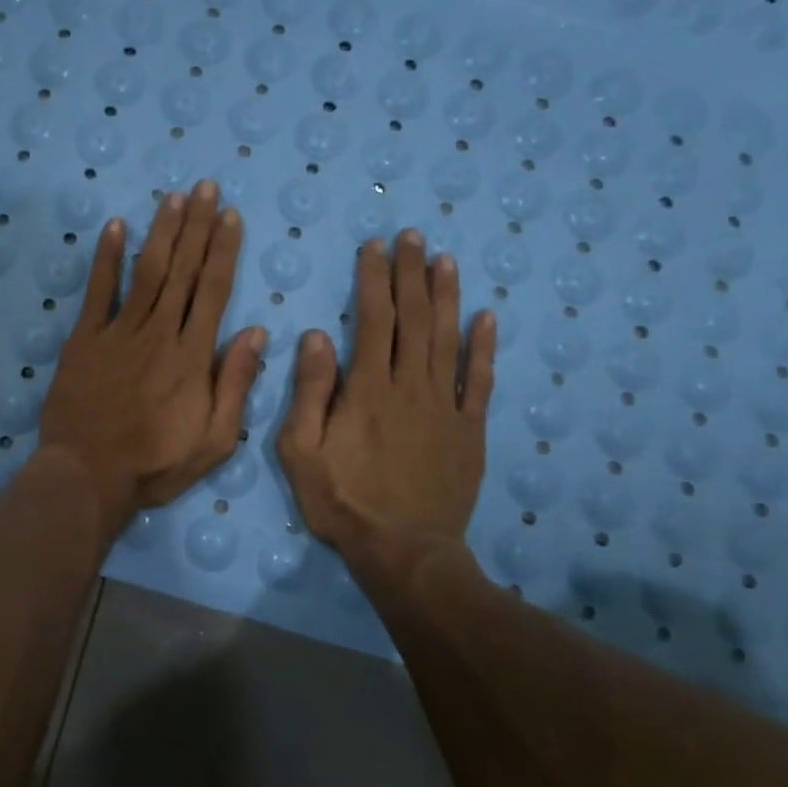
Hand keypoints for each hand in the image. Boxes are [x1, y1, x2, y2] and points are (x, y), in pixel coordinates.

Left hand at [39, 181, 266, 537]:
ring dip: (161, 231)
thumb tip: (258, 334)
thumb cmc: (155, 464)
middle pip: (182, 270)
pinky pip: (98, 291)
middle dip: (197, 226)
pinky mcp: (85, 339)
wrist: (87, 475)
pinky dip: (105, 258)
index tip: (230, 216)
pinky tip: (114, 226)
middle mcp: (159, 333)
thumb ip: (236, 384)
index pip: (213, 291)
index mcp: (192, 356)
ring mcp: (119, 332)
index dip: (223, 250)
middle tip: (206, 187)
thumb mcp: (214, 440)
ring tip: (174, 197)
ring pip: (146, 272)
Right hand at [277, 229, 496, 572]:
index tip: (373, 247)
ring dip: (446, 297)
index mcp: (368, 389)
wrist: (404, 550)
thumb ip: (309, 391)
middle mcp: (410, 386)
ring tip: (445, 260)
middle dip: (410, 273)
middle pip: (413, 319)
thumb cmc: (343, 501)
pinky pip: (479, 382)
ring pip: (448, 340)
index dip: (373, 279)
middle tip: (412, 236)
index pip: (373, 319)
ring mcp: (446, 407)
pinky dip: (483, 348)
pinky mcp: (470, 430)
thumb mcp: (301, 450)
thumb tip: (317, 335)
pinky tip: (486, 318)